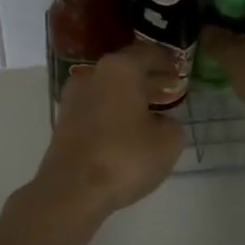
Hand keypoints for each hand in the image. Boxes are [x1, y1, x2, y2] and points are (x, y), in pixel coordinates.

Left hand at [32, 42, 183, 218]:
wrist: (71, 190)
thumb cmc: (125, 157)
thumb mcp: (168, 142)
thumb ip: (171, 124)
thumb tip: (160, 122)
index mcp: (120, 69)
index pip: (148, 53)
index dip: (167, 60)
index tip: (180, 68)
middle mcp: (94, 74)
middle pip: (127, 68)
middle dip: (149, 77)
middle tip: (169, 86)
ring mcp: (74, 97)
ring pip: (110, 87)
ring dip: (130, 95)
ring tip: (151, 109)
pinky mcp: (65, 120)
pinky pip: (97, 106)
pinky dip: (114, 110)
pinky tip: (128, 127)